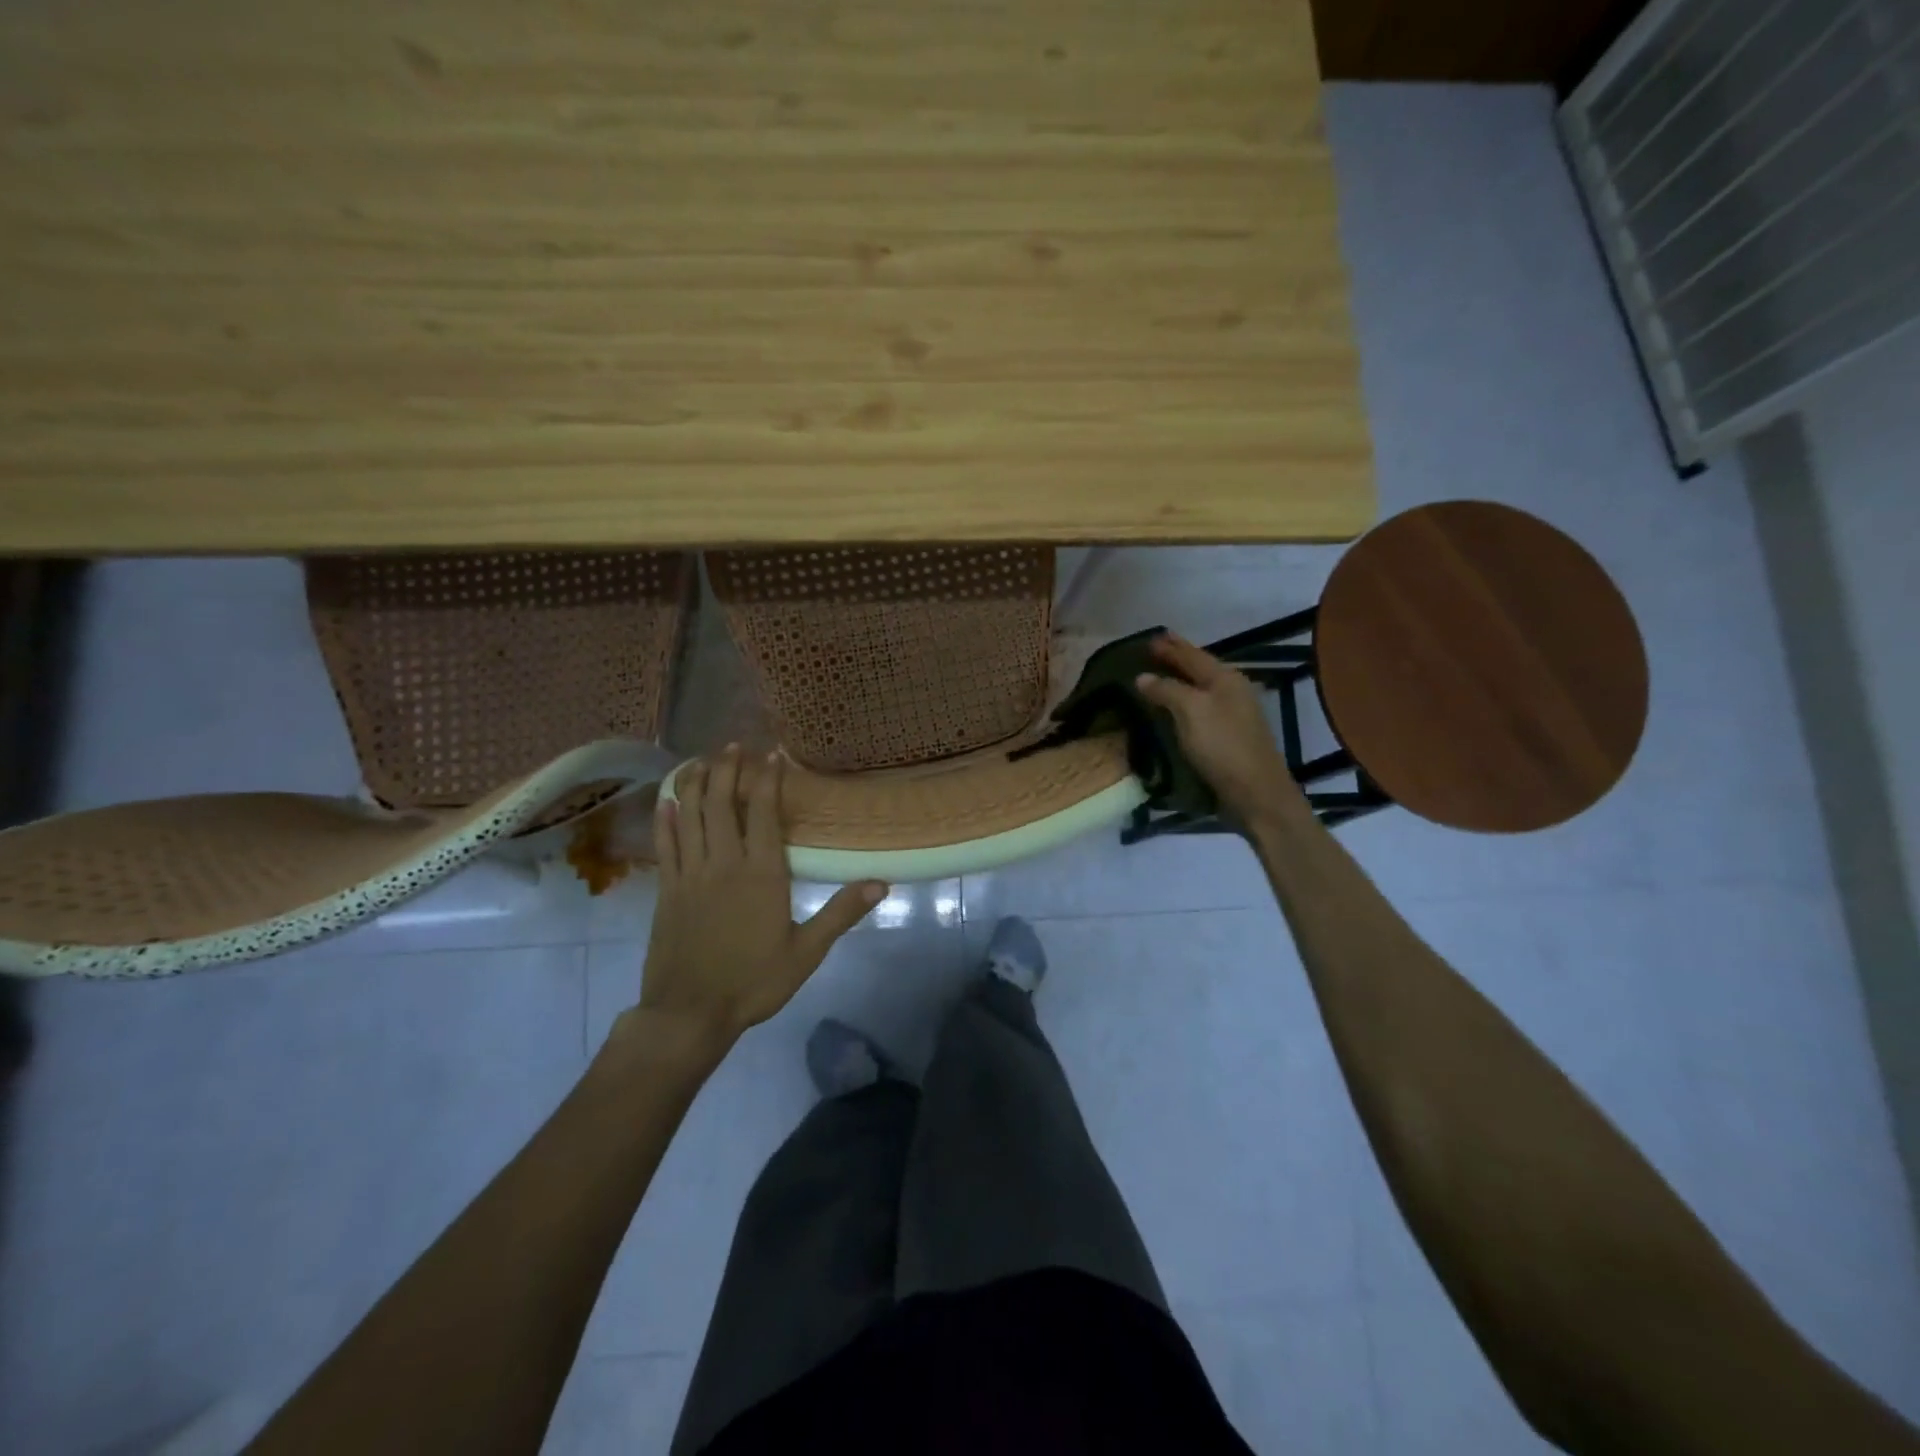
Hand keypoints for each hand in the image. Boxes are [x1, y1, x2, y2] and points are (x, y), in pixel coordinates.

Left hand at [622, 747, 886, 1058]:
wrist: (690, 1013)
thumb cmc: (754, 982)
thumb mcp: (806, 952)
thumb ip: (841, 913)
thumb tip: (881, 882)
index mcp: (761, 873)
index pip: (762, 812)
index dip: (767, 780)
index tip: (772, 755)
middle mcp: (724, 863)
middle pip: (722, 803)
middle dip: (728, 770)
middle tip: (733, 746)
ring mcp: (691, 874)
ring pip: (691, 816)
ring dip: (697, 784)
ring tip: (703, 760)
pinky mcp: (667, 890)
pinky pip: (666, 845)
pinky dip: (666, 819)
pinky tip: (667, 801)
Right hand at [1135, 634, 1305, 828]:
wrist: (1256, 792)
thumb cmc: (1223, 746)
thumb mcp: (1191, 711)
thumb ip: (1166, 690)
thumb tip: (1142, 677)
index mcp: (1225, 678)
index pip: (1192, 654)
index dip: (1170, 646)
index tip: (1150, 637)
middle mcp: (1233, 690)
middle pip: (1200, 668)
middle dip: (1177, 658)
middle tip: (1154, 649)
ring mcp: (1234, 713)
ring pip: (1202, 687)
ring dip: (1181, 679)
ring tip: (1160, 674)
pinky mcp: (1230, 735)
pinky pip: (1202, 707)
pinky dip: (1185, 700)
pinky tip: (1176, 705)